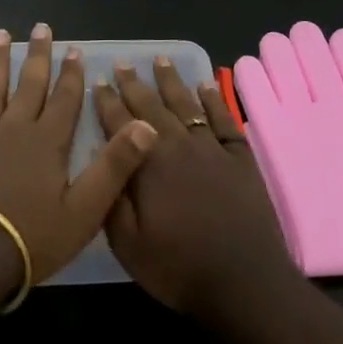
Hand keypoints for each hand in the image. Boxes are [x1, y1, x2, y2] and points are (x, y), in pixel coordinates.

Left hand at [0, 24, 159, 297]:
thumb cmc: (29, 238)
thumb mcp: (84, 211)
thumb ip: (114, 166)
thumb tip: (146, 126)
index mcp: (47, 142)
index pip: (64, 99)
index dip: (71, 74)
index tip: (74, 49)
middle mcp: (13, 127)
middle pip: (28, 84)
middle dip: (38, 55)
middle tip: (41, 27)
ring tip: (2, 34)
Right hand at [92, 57, 295, 319]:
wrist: (244, 283)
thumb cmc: (178, 267)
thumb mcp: (127, 243)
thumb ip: (111, 196)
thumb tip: (100, 158)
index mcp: (147, 164)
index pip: (120, 123)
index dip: (107, 101)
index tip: (98, 81)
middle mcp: (178, 145)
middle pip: (151, 106)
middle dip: (134, 83)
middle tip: (124, 62)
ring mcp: (212, 148)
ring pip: (187, 104)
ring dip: (171, 81)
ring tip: (160, 60)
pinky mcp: (240, 157)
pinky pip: (224, 119)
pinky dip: (214, 100)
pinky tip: (206, 85)